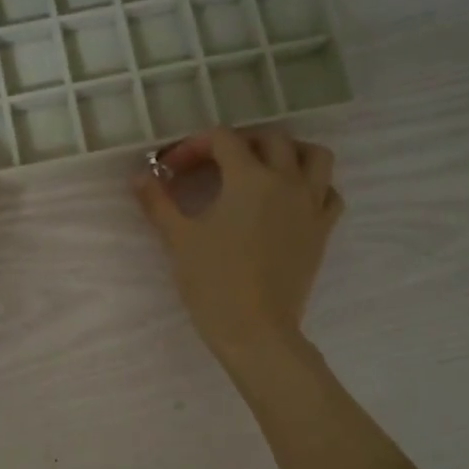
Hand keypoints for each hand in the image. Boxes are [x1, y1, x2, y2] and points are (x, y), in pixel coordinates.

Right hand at [133, 127, 342, 368]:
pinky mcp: (322, 230)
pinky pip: (329, 193)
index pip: (222, 140)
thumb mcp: (178, 238)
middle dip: (240, 143)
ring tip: (264, 167)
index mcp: (249, 178)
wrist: (255, 329)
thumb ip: (158, 201)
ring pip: (314, 157)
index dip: (193, 146)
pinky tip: (291, 199)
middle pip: (271, 139)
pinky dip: (314, 186)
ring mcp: (310, 205)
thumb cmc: (213, 281)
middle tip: (214, 164)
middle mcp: (286, 181)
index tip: (173, 170)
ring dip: (289, 152)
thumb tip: (139, 176)